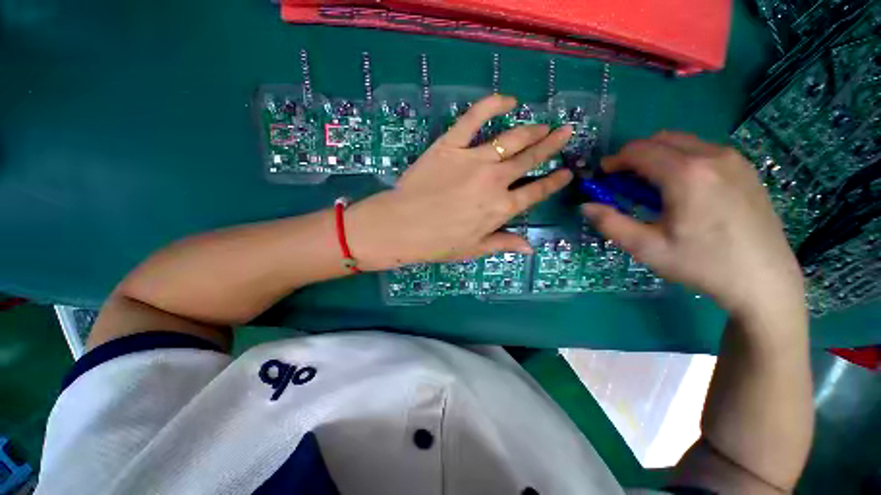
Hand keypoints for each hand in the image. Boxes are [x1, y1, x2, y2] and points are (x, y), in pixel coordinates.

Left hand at [347, 94, 572, 270]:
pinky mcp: (451, 145)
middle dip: (552, 145)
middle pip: (531, 158)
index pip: (537, 191)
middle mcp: (495, 181)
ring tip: (545, 124)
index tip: (567, 171)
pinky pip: (474, 118)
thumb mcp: (474, 249)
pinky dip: (493, 105)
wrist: (401, 227)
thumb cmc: (438, 243)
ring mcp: (474, 159)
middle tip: (566, 132)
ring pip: (512, 138)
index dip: (555, 181)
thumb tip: (531, 248)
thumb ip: (504, 244)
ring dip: (532, 129)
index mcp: (502, 208)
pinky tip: (508, 100)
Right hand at [581, 132, 803, 319]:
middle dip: (635, 155)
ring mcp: (734, 160)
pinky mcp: (747, 169)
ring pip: (684, 142)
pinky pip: (704, 151)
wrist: (764, 280)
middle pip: (661, 139)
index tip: (604, 176)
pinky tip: (683, 188)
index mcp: (685, 174)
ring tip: (652, 186)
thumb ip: (610, 223)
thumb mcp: (646, 248)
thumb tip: (585, 206)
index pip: (639, 150)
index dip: (615, 160)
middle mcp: (712, 156)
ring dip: (659, 156)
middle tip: (624, 181)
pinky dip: (682, 159)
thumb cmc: (701, 264)